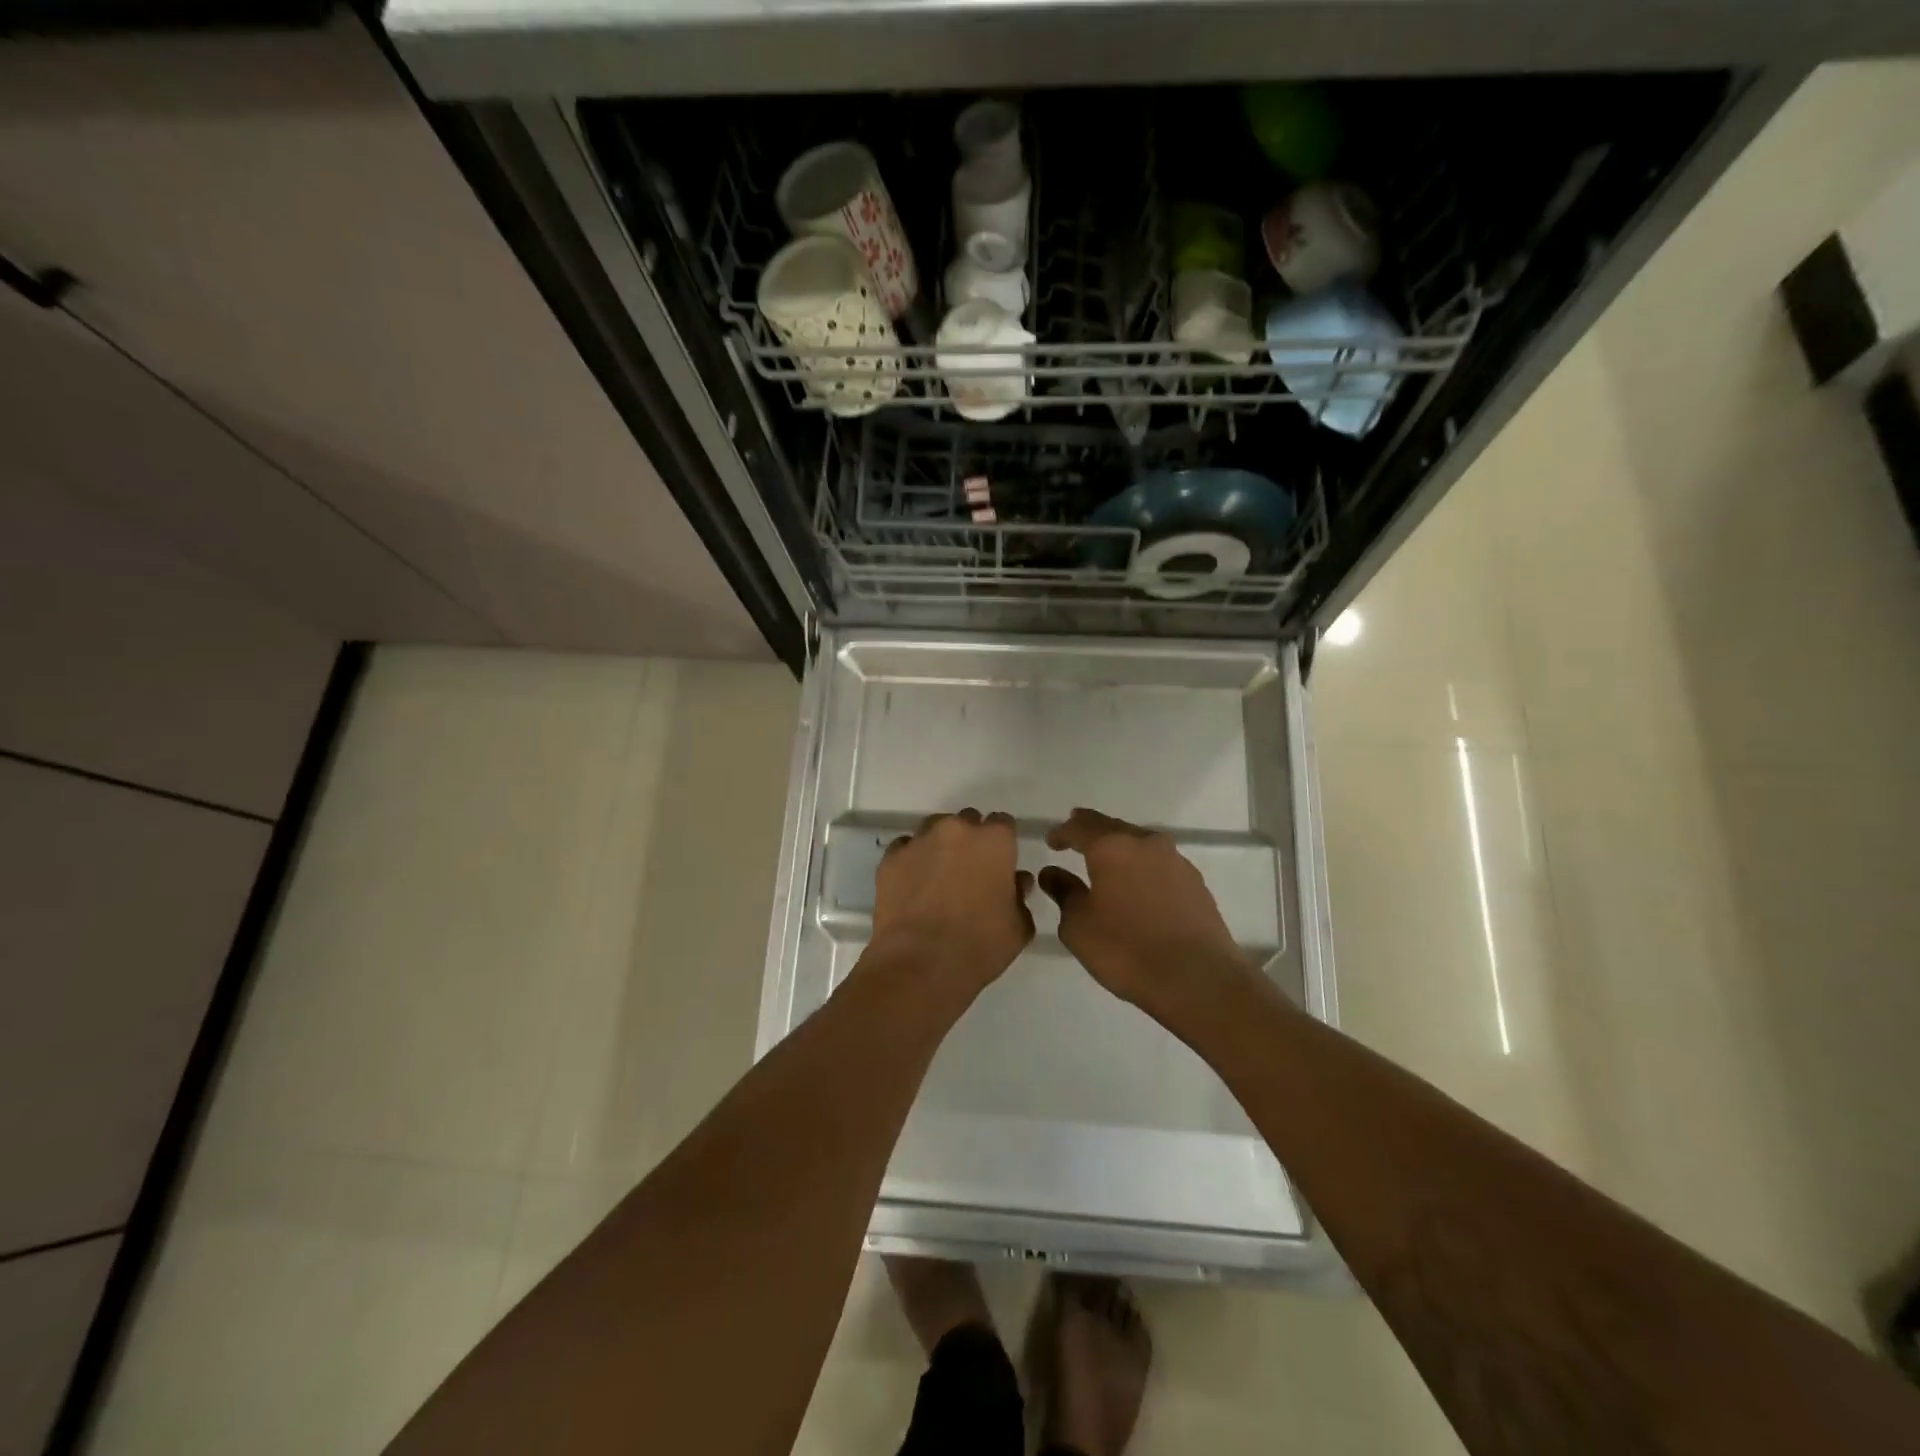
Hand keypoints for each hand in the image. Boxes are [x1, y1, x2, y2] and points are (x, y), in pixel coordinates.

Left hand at [868, 809, 1034, 993]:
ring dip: (940, 847)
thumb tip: (1016, 882)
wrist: (920, 964)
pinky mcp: (891, 858)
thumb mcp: (1018, 927)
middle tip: (969, 874)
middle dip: (970, 842)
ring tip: (938, 879)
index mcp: (994, 841)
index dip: (1002, 844)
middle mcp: (957, 829)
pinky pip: (905, 849)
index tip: (1000, 865)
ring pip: (934, 831)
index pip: (1003, 824)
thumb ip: (1020, 896)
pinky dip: (912, 861)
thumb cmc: (979, 945)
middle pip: (967, 822)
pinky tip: (913, 887)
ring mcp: (920, 841)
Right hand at [1040, 807, 1254, 1014]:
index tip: (1051, 842)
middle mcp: (1145, 843)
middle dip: (1092, 832)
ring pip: (1139, 843)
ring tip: (1106, 864)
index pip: (1080, 826)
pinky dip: (1142, 868)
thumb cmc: (1127, 949)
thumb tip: (1052, 872)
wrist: (1198, 979)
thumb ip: (1063, 892)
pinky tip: (1138, 887)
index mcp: (1112, 846)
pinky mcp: (1195, 882)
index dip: (1062, 832)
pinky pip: (1159, 864)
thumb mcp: (1079, 925)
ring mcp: (1175, 861)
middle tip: (1075, 840)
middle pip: (1112, 827)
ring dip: (1120, 849)